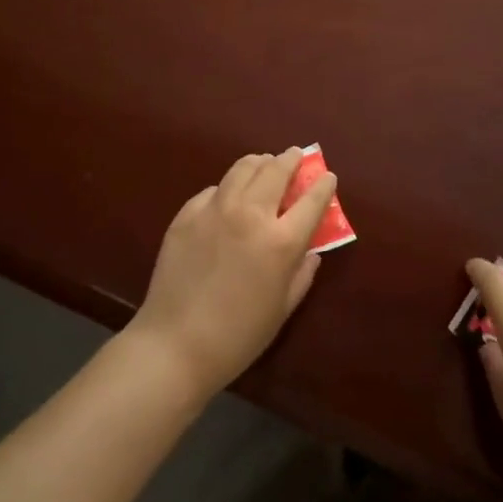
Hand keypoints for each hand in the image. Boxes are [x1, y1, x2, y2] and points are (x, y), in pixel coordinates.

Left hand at [127, 148, 336, 400]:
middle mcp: (250, 214)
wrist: (174, 345)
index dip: (323, 184)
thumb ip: (301, 274)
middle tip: (295, 156)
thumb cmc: (237, 337)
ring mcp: (215, 209)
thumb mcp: (282, 309)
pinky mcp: (187, 213)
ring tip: (265, 164)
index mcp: (280, 241)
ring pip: (243, 167)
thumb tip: (311, 250)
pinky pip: (214, 189)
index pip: (312, 200)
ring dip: (260, 162)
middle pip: (276, 170)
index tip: (327, 176)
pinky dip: (228, 187)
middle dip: (291, 159)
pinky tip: (228, 196)